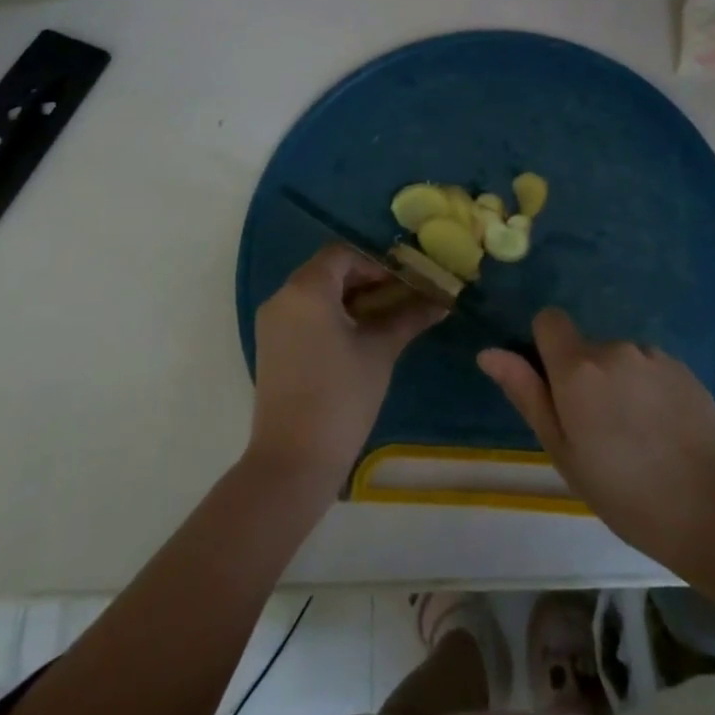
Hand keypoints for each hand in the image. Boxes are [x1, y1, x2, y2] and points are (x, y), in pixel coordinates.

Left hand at [248, 246, 443, 488]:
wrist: (293, 460)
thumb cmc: (341, 397)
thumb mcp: (380, 351)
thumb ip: (409, 317)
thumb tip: (442, 301)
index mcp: (307, 289)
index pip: (344, 254)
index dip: (378, 262)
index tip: (406, 280)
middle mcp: (283, 297)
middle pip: (329, 271)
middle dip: (368, 279)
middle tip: (403, 296)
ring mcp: (273, 323)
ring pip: (317, 293)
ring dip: (352, 298)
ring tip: (388, 316)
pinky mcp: (272, 346)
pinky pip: (305, 314)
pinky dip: (333, 315)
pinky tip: (361, 335)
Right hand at [478, 309, 714, 568]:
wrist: (712, 510)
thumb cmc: (624, 492)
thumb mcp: (563, 452)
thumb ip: (527, 394)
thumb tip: (489, 353)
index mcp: (578, 368)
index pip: (548, 320)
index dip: (546, 347)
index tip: (557, 389)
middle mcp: (614, 349)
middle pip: (585, 348)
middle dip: (585, 378)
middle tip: (600, 433)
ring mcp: (653, 356)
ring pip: (620, 360)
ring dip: (619, 384)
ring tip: (637, 437)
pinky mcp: (684, 368)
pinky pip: (650, 368)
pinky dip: (649, 390)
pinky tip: (664, 432)